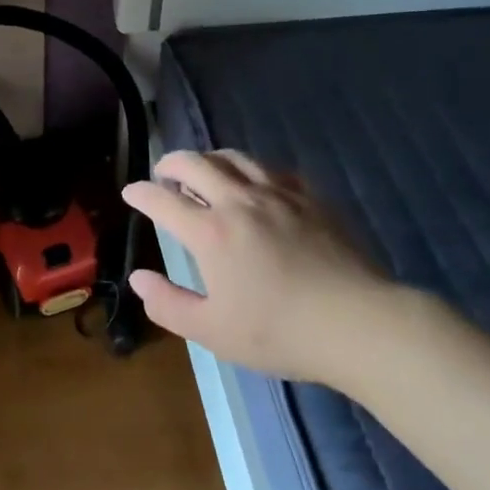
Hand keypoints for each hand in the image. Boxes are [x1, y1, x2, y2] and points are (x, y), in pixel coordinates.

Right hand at [122, 149, 393, 385]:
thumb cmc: (280, 332)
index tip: (131, 192)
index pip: (162, 200)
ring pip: (233, 157)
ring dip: (209, 158)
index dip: (141, 193)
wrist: (359, 324)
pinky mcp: (309, 197)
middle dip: (170, 163)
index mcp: (210, 232)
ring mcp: (277, 194)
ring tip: (203, 170)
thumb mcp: (212, 331)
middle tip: (162, 172)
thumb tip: (138, 278)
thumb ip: (168, 304)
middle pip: (194, 163)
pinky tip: (254, 183)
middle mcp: (238, 201)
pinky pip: (271, 169)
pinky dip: (250, 170)